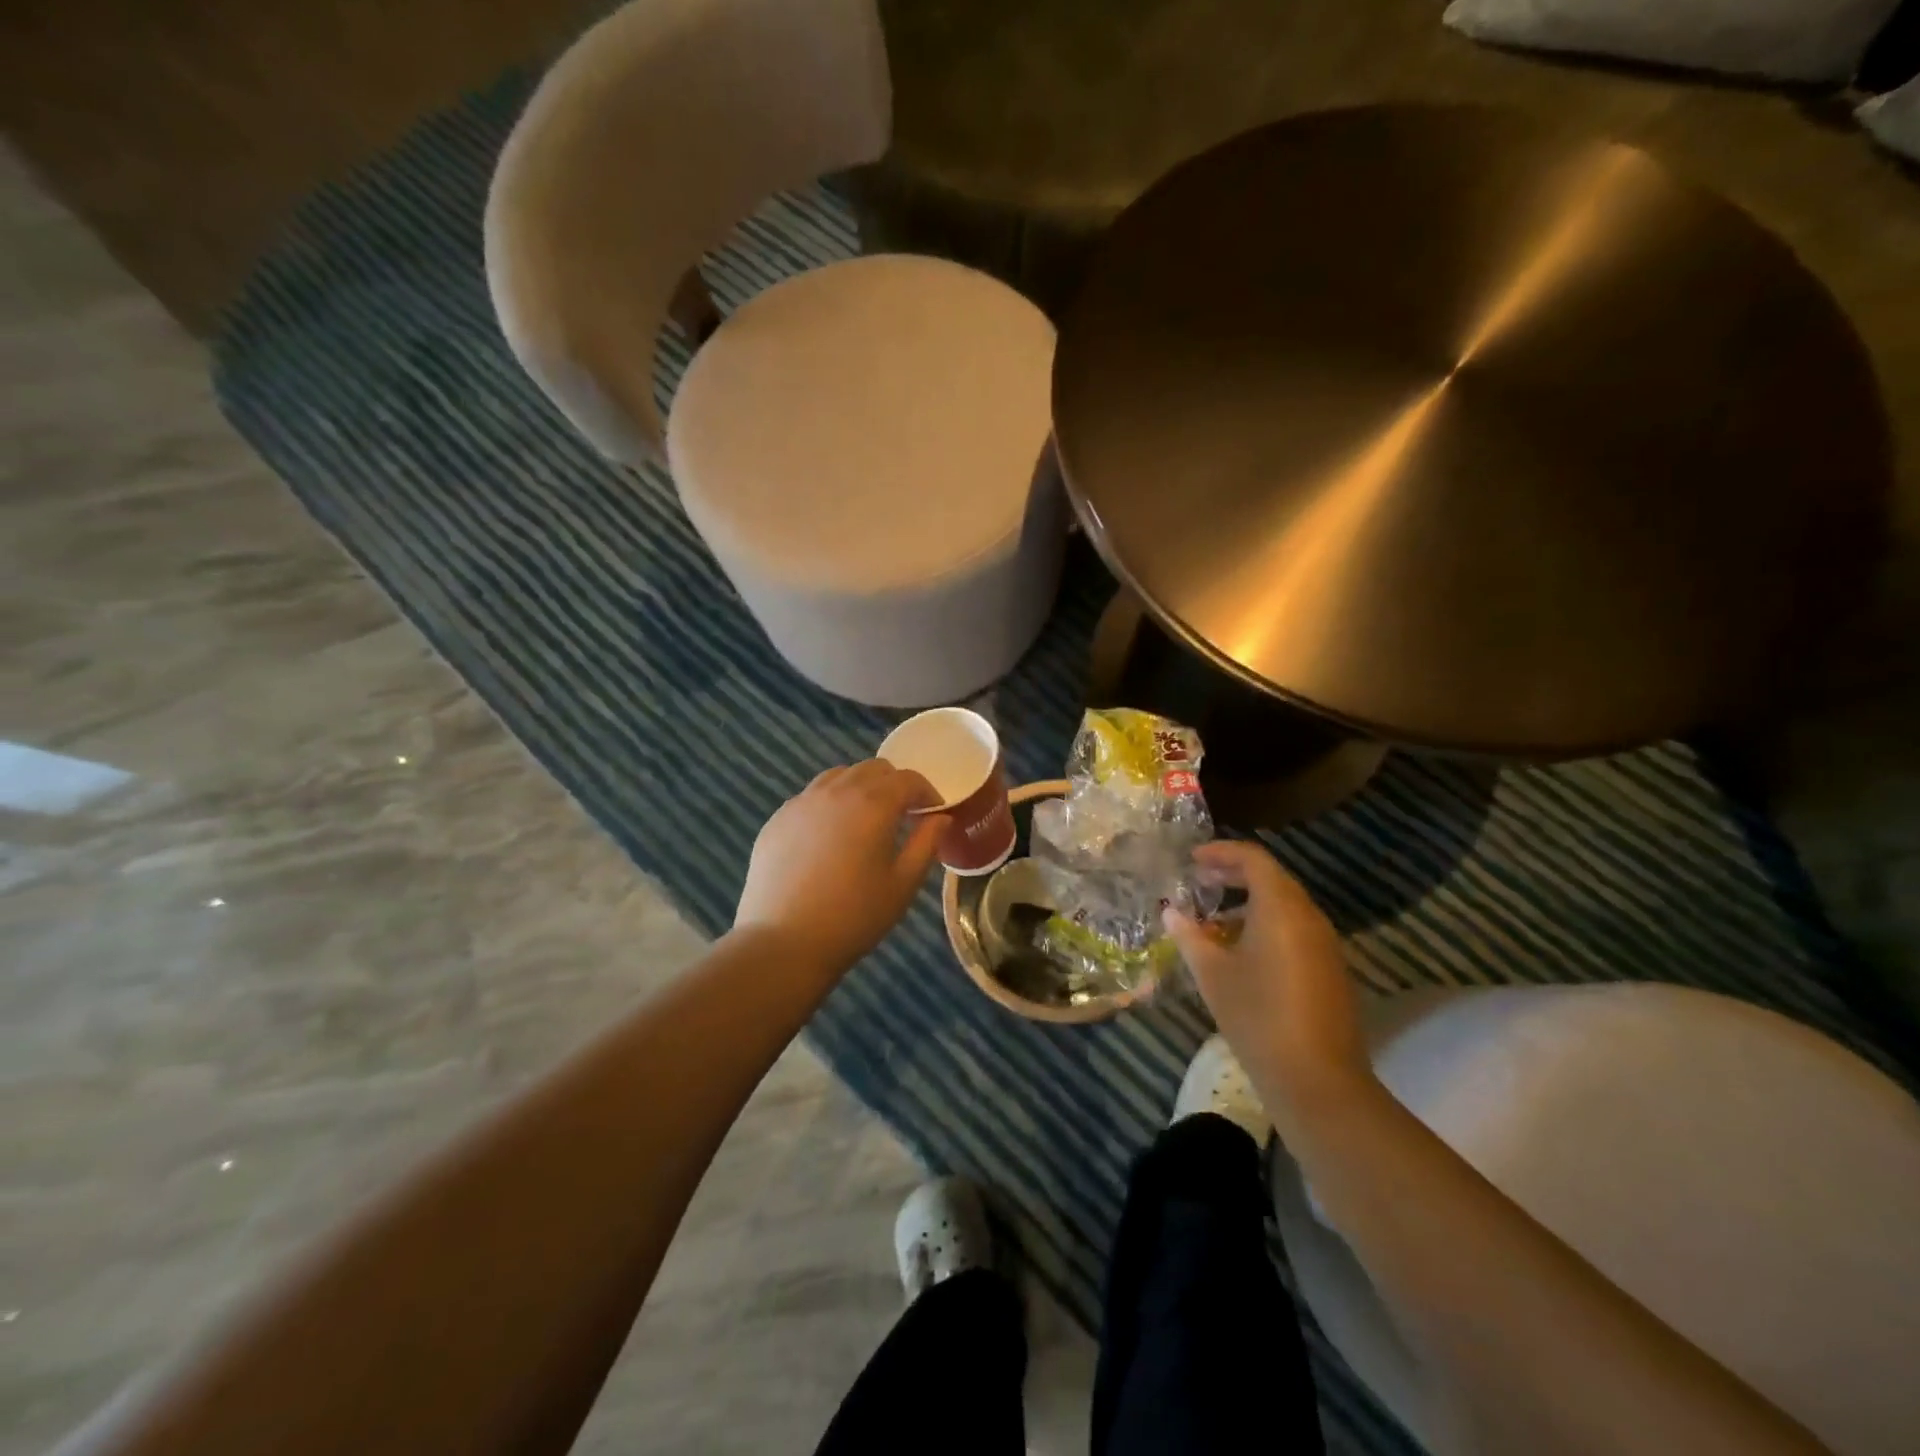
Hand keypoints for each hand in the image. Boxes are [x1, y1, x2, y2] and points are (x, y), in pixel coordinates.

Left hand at [734, 760, 946, 973]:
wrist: (785, 942)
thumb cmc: (854, 916)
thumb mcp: (903, 884)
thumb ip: (926, 843)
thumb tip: (940, 818)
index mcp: (873, 803)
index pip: (908, 779)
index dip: (927, 792)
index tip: (933, 813)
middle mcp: (836, 791)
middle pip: (873, 769)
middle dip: (894, 785)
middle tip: (902, 815)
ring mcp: (801, 802)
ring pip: (838, 776)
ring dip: (860, 788)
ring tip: (865, 820)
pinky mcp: (777, 819)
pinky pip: (810, 797)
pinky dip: (829, 803)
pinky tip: (829, 836)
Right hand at [1162, 840, 1375, 1130]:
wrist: (1318, 1081)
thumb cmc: (1257, 1017)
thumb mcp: (1212, 974)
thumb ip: (1190, 937)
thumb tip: (1171, 913)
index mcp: (1281, 908)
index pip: (1254, 859)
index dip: (1222, 853)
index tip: (1193, 860)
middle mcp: (1309, 917)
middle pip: (1272, 879)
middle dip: (1235, 875)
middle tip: (1200, 882)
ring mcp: (1324, 945)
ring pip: (1285, 907)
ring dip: (1250, 903)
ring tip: (1214, 920)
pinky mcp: (1330, 970)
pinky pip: (1295, 931)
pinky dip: (1267, 926)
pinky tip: (1241, 952)